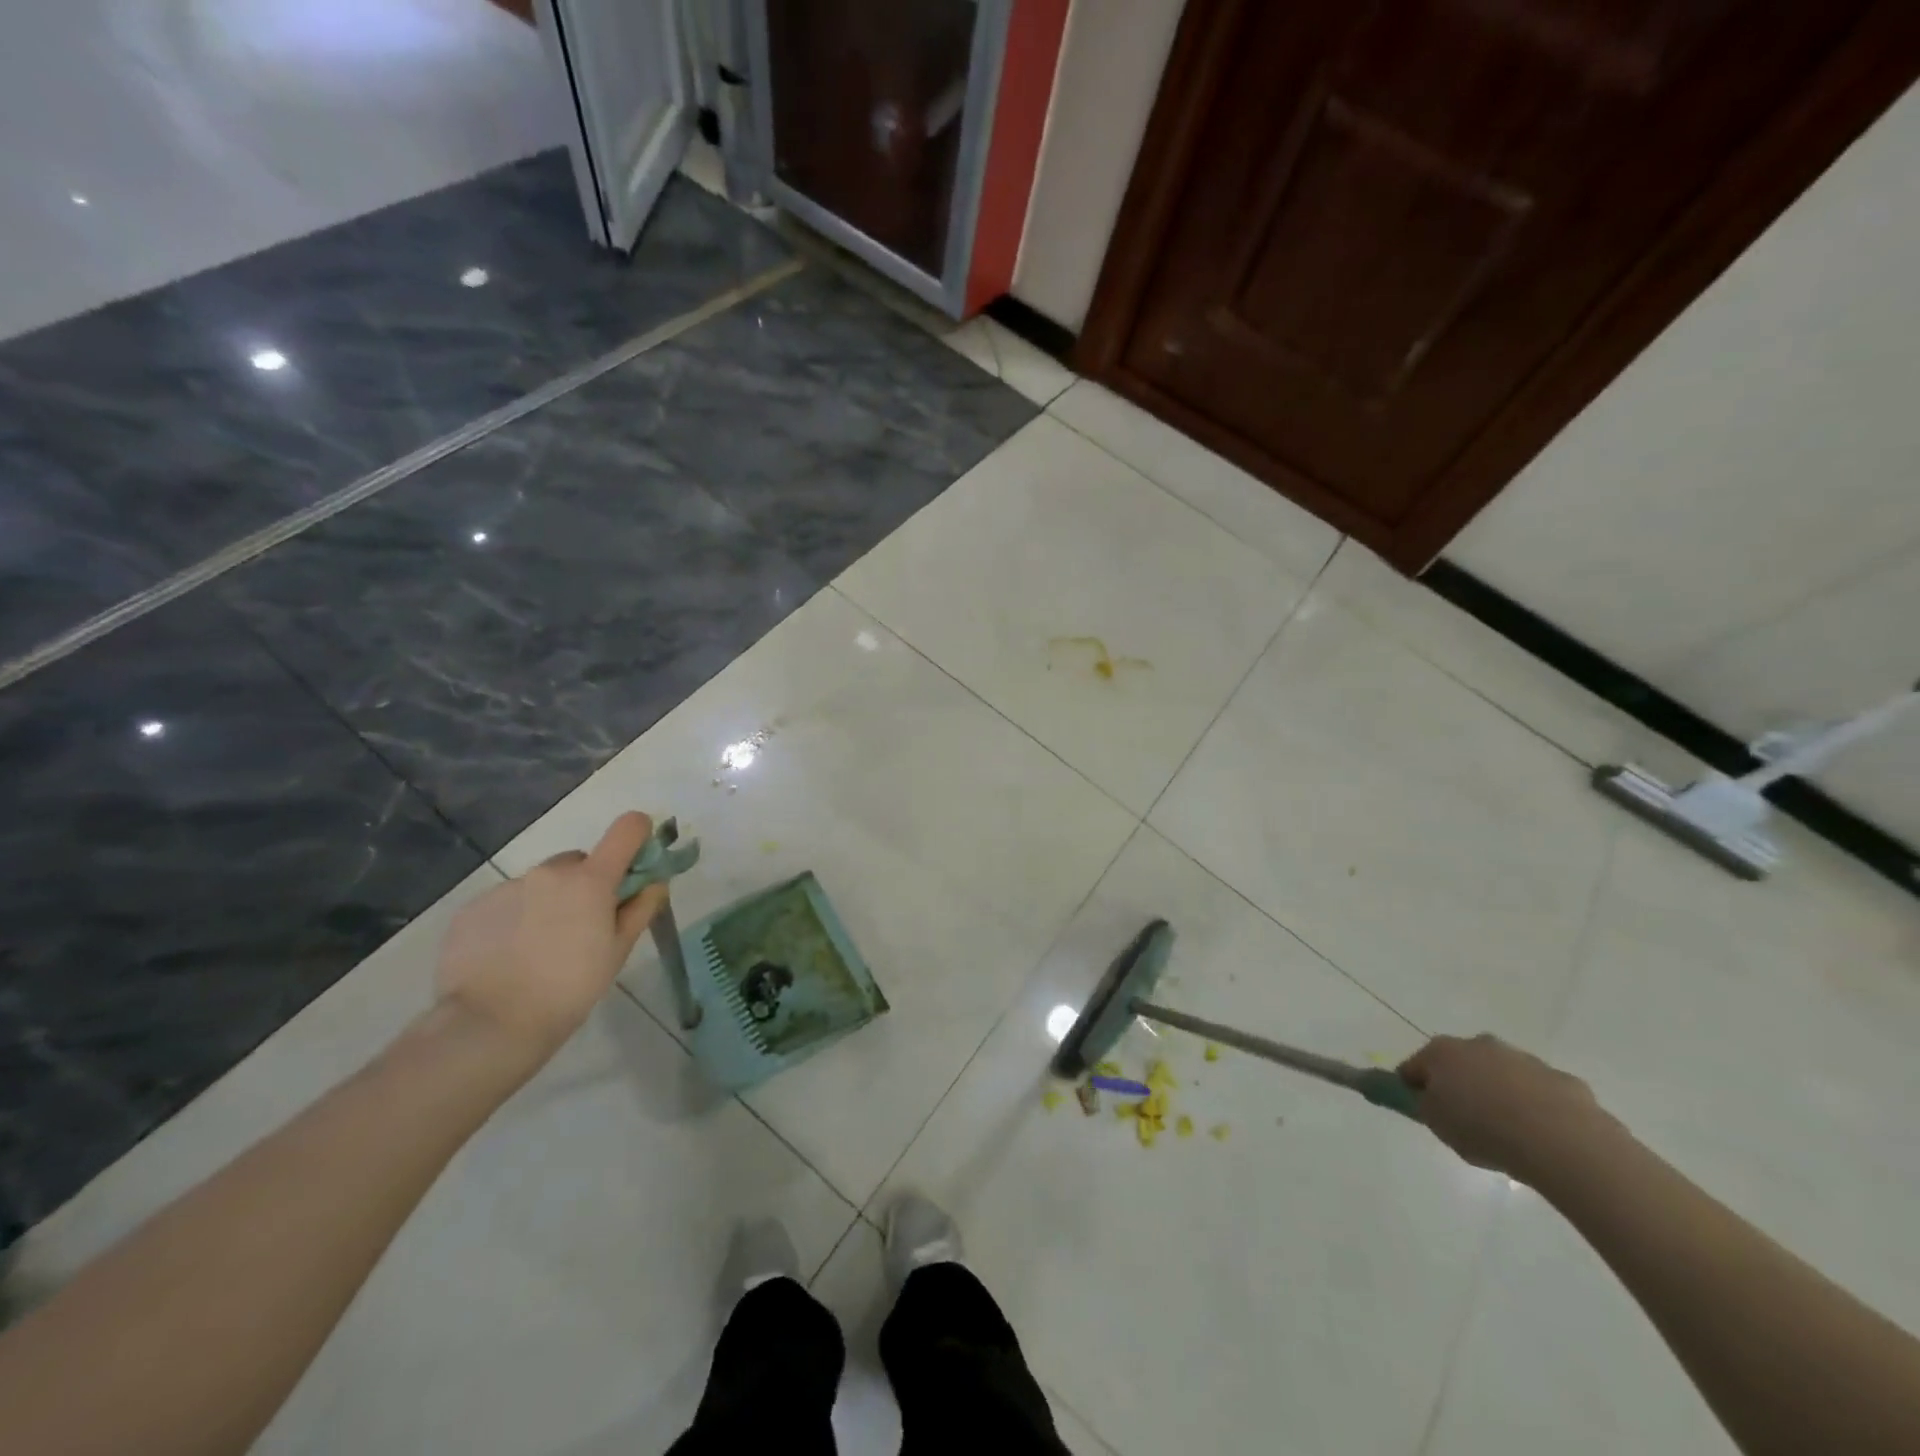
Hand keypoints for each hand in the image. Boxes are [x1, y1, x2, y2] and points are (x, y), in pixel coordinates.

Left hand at [433, 813, 668, 1069]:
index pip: (627, 829)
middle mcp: (548, 872)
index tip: (636, 864)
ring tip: (541, 948)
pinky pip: (506, 902)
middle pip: (579, 862)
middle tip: (584, 926)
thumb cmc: (570, 989)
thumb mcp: (617, 952)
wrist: (488, 1025)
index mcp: (591, 880)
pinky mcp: (472, 909)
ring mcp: (506, 888)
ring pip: (541, 884)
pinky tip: (510, 956)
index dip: (638, 837)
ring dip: (549, 902)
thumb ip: (640, 908)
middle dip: (587, 884)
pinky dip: (515, 919)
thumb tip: (655, 881)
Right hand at [1398, 1033, 1610, 1183]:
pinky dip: (1537, 1108)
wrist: (1562, 1142)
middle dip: (1460, 1086)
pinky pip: (1540, 1093)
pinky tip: (1543, 1137)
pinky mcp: (1562, 1079)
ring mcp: (1523, 1059)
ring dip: (1500, 1095)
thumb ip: (1421, 1104)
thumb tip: (1411, 1093)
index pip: (1414, 1067)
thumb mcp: (1436, 1123)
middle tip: (1466, 1123)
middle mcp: (1479, 1044)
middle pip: (1460, 1065)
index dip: (1413, 1090)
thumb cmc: (1484, 1129)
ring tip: (1509, 1135)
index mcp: (1442, 1051)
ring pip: (1502, 1076)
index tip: (1422, 1113)